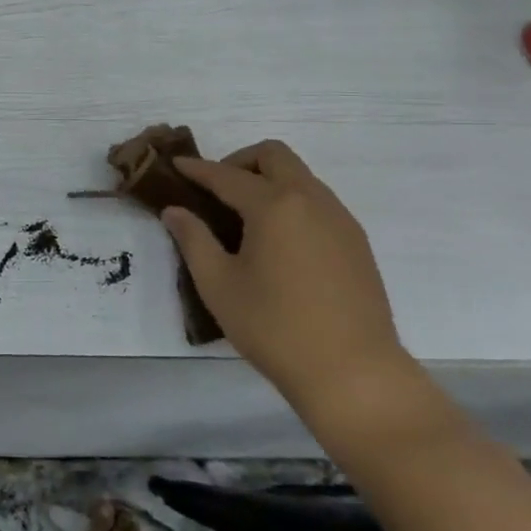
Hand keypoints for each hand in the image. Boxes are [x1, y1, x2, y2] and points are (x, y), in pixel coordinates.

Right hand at [160, 141, 407, 415]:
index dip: (197, 169)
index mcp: (274, 205)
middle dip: (240, 161)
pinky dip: (291, 201)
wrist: (354, 374)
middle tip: (216, 189)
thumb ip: (193, 239)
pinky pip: (318, 201)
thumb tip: (175, 210)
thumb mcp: (218, 285)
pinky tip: (277, 239)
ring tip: (244, 216)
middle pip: (274, 156)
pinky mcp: (356, 242)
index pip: (227, 175)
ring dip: (269, 180)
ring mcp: (339, 219)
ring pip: (300, 176)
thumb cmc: (275, 328)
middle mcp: (311, 200)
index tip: (176, 166)